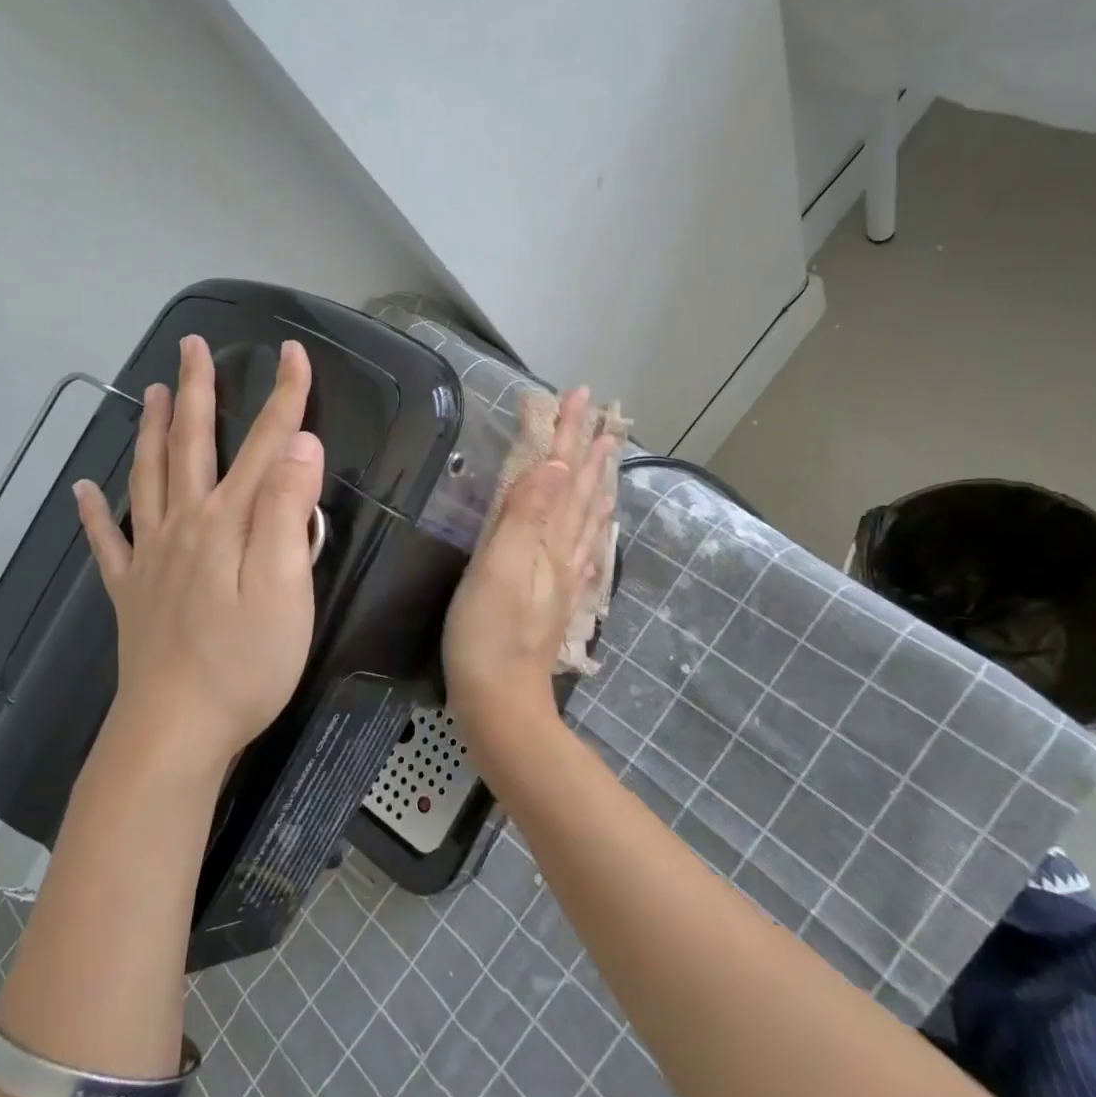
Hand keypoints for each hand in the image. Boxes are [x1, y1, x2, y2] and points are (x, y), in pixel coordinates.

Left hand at [73, 335, 324, 773]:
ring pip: (147, 478)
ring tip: (149, 392)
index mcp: (228, 522)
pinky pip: (106, 542)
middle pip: (191, 445)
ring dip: (149, 431)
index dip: (284, 396)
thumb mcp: (287, 588)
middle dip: (197, 392)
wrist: (176, 730)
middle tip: (192, 347)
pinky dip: (94, 512)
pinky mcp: (131, 593)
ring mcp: (150, 558)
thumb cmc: (246, 663)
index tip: (294, 352)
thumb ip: (289, 513)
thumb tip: (299, 445)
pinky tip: (84, 490)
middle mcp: (184, 526)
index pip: (264, 444)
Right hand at [443, 387, 615, 730]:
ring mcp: (564, 577)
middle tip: (603, 413)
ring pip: (588, 516)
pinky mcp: (558, 597)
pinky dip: (595, 522)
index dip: (569, 434)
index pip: (562, 474)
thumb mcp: (499, 569)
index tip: (580, 394)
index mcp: (548, 539)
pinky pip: (586, 546)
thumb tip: (556, 464)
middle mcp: (564, 552)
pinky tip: (598, 520)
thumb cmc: (487, 634)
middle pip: (582, 491)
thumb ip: (526, 515)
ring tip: (609, 452)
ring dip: (598, 480)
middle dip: (590, 448)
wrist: (500, 702)